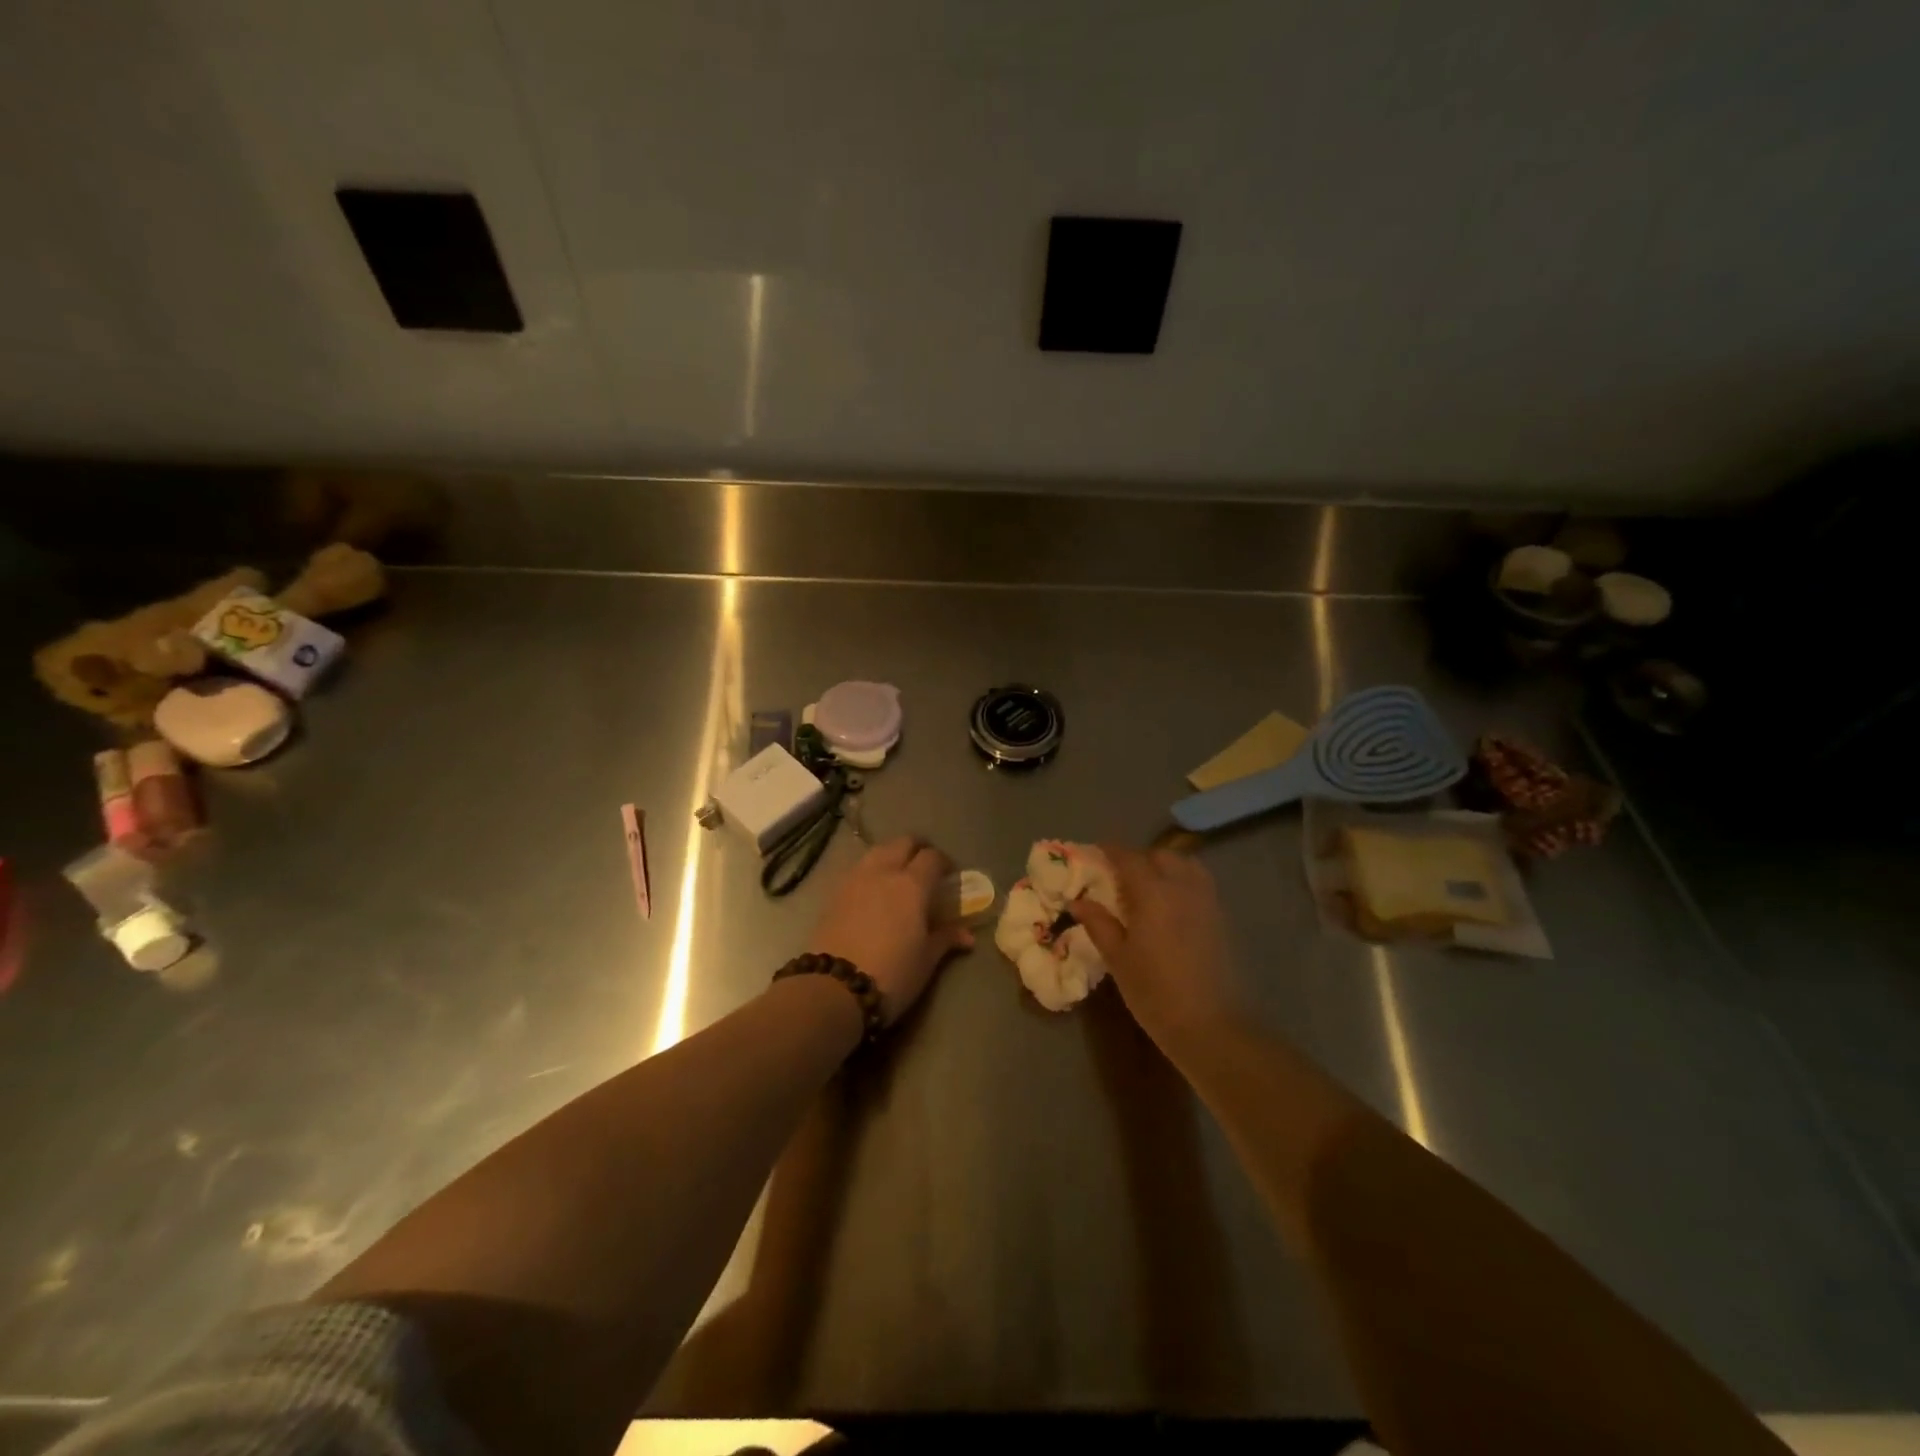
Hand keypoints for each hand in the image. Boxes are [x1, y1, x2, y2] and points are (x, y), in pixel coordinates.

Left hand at [808, 837, 973, 1024]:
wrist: (833, 988)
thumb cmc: (892, 973)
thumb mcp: (926, 959)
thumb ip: (946, 939)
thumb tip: (967, 935)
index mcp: (912, 884)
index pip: (932, 857)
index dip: (944, 862)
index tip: (949, 876)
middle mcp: (884, 872)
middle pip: (903, 842)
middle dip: (917, 849)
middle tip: (925, 868)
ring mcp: (855, 879)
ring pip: (877, 851)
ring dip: (891, 856)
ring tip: (897, 877)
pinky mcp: (834, 893)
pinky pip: (858, 869)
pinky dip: (870, 872)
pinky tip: (873, 893)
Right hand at [1072, 846, 1247, 1047]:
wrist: (1210, 1025)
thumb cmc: (1154, 992)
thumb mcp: (1117, 958)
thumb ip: (1098, 923)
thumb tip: (1078, 901)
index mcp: (1152, 893)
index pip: (1129, 858)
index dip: (1110, 851)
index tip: (1095, 852)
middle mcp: (1182, 887)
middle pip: (1160, 855)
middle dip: (1138, 858)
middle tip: (1119, 876)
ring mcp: (1206, 901)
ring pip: (1185, 864)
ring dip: (1164, 865)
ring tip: (1147, 886)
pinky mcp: (1220, 917)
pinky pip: (1199, 883)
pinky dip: (1182, 880)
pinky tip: (1170, 904)